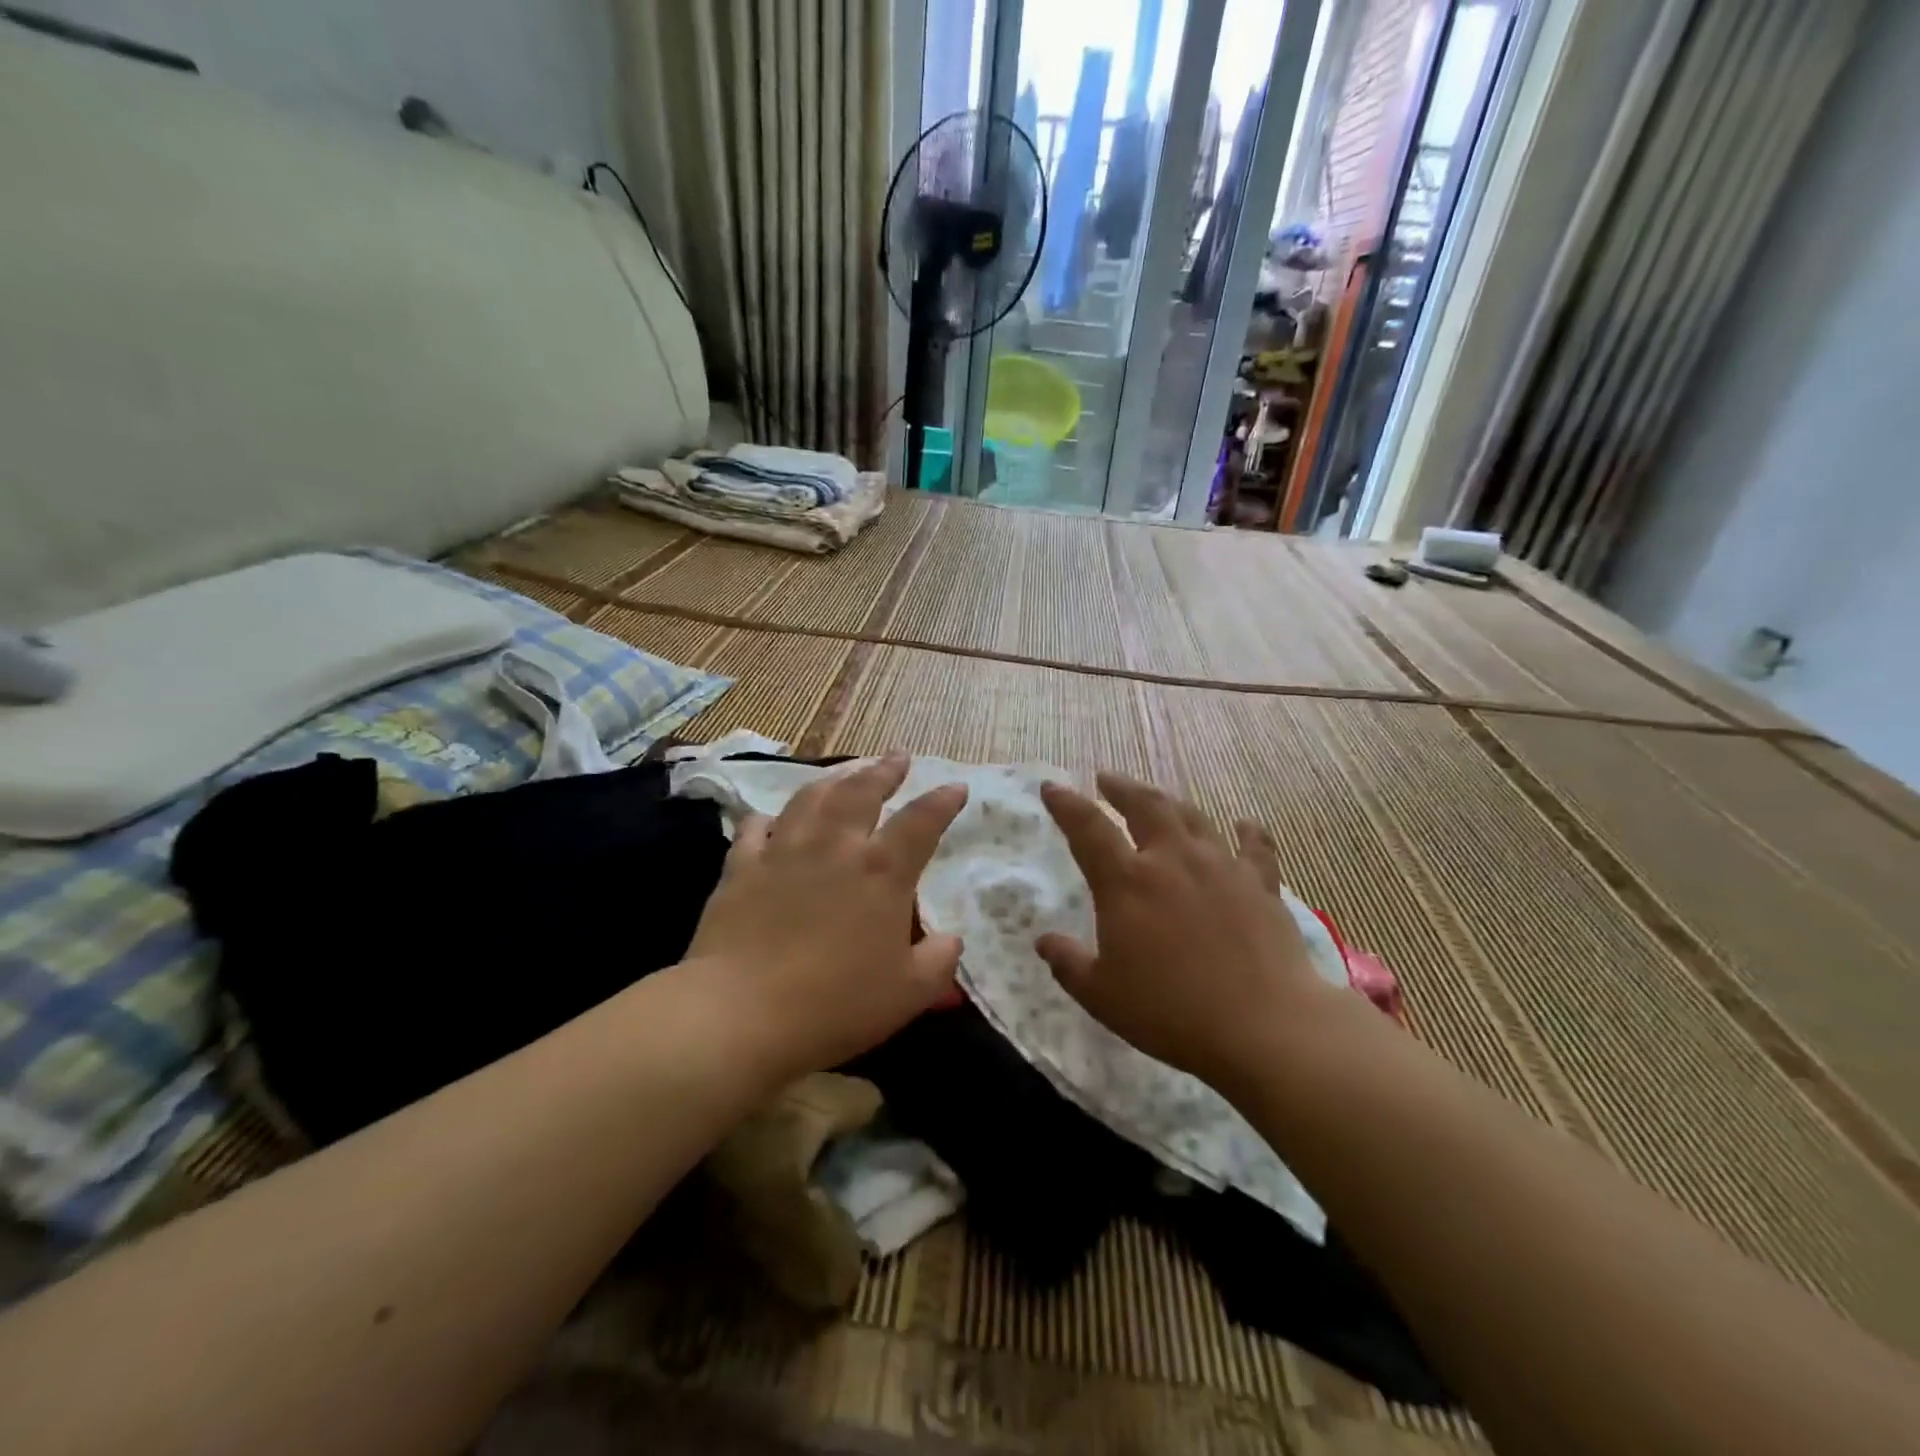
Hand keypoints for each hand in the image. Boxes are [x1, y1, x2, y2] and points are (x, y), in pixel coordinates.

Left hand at [685, 753, 967, 1085]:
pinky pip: (755, 829)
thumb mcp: (908, 993)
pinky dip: (769, 818)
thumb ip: (938, 962)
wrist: (740, 1014)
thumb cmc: (835, 1005)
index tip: (955, 787)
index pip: (921, 822)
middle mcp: (835, 847)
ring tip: (847, 771)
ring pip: (811, 798)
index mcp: (882, 872)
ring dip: (834, 779)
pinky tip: (773, 819)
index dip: (942, 801)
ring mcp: (783, 852)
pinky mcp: (741, 868)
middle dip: (884, 771)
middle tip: (897, 758)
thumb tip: (950, 941)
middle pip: (862, 791)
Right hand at [1036, 773, 1332, 1090]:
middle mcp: (1172, 860)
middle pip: (1145, 806)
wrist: (1263, 1026)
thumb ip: (1068, 964)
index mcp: (1127, 882)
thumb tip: (1044, 941)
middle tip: (1107, 779)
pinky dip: (1248, 831)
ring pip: (1191, 817)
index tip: (1052, 787)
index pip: (1088, 829)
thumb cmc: (1171, 1012)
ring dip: (1170, 803)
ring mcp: (1220, 866)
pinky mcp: (1260, 884)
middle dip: (1121, 788)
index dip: (1066, 805)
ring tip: (1158, 800)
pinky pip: (1254, 846)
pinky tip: (1243, 824)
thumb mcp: (1102, 996)